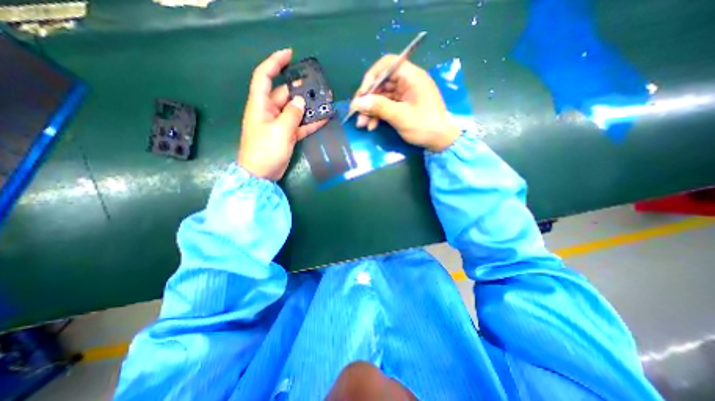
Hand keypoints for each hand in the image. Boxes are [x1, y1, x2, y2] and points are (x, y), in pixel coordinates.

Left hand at [240, 47, 329, 180]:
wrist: (261, 174)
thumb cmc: (265, 150)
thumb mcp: (279, 130)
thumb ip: (291, 114)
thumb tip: (299, 101)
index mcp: (260, 105)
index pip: (265, 77)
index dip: (275, 62)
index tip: (290, 54)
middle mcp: (269, 111)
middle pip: (284, 95)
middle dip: (300, 90)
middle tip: (318, 88)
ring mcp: (279, 124)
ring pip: (294, 111)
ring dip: (308, 108)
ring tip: (324, 103)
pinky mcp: (286, 136)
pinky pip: (299, 125)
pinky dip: (310, 123)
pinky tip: (324, 120)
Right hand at [350, 55, 459, 150]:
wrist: (440, 141)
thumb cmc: (424, 126)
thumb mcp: (400, 117)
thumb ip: (378, 107)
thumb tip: (357, 102)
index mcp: (412, 76)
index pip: (387, 65)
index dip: (372, 76)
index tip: (362, 93)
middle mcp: (408, 82)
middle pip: (382, 83)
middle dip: (368, 99)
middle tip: (357, 112)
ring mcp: (405, 95)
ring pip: (382, 96)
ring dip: (370, 109)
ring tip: (362, 124)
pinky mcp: (403, 106)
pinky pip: (386, 106)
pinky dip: (378, 115)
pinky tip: (372, 126)